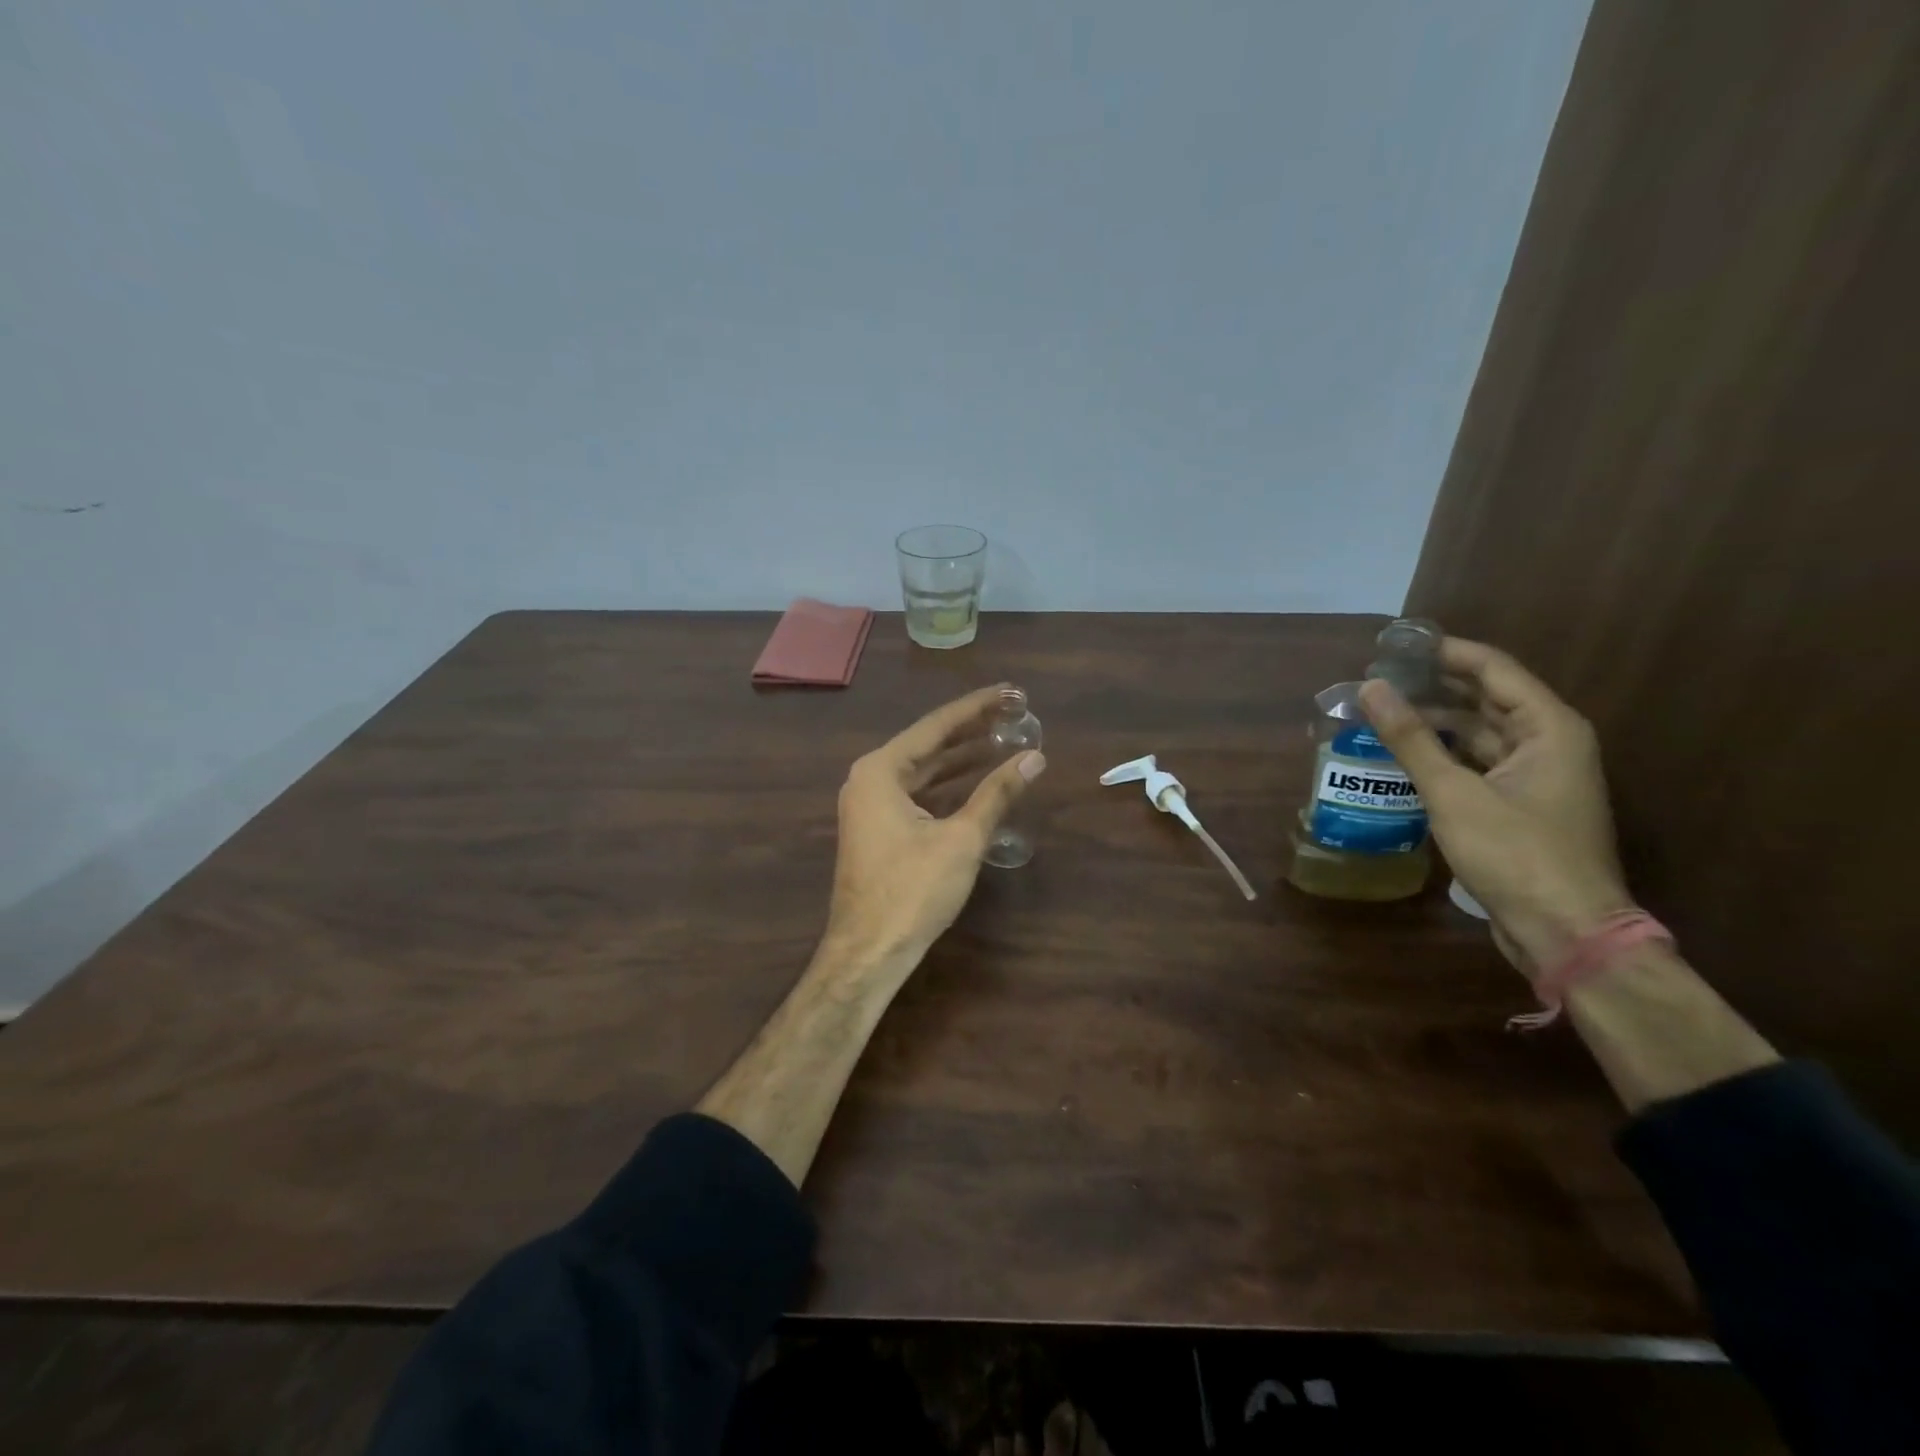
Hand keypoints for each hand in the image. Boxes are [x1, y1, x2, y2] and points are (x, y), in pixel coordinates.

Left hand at [824, 684, 1045, 972]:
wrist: (869, 952)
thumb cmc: (912, 890)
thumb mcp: (962, 838)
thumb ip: (997, 793)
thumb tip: (1034, 757)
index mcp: (880, 770)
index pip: (937, 726)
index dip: (977, 708)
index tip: (1011, 692)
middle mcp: (869, 779)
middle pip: (928, 744)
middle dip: (971, 731)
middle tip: (1013, 713)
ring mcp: (869, 805)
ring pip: (923, 771)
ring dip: (961, 759)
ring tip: (1003, 741)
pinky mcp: (877, 829)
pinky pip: (916, 794)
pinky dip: (946, 786)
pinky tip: (976, 781)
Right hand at [1359, 638, 1633, 973]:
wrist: (1565, 931)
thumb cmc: (1515, 854)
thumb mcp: (1454, 793)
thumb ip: (1411, 739)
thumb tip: (1370, 688)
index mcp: (1549, 728)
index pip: (1494, 669)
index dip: (1445, 653)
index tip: (1395, 645)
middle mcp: (1549, 744)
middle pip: (1487, 699)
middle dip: (1435, 687)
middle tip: (1379, 678)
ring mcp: (1537, 777)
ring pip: (1481, 734)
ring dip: (1435, 723)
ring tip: (1382, 713)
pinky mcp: (1522, 806)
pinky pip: (1478, 764)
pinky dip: (1444, 755)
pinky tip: (1404, 756)